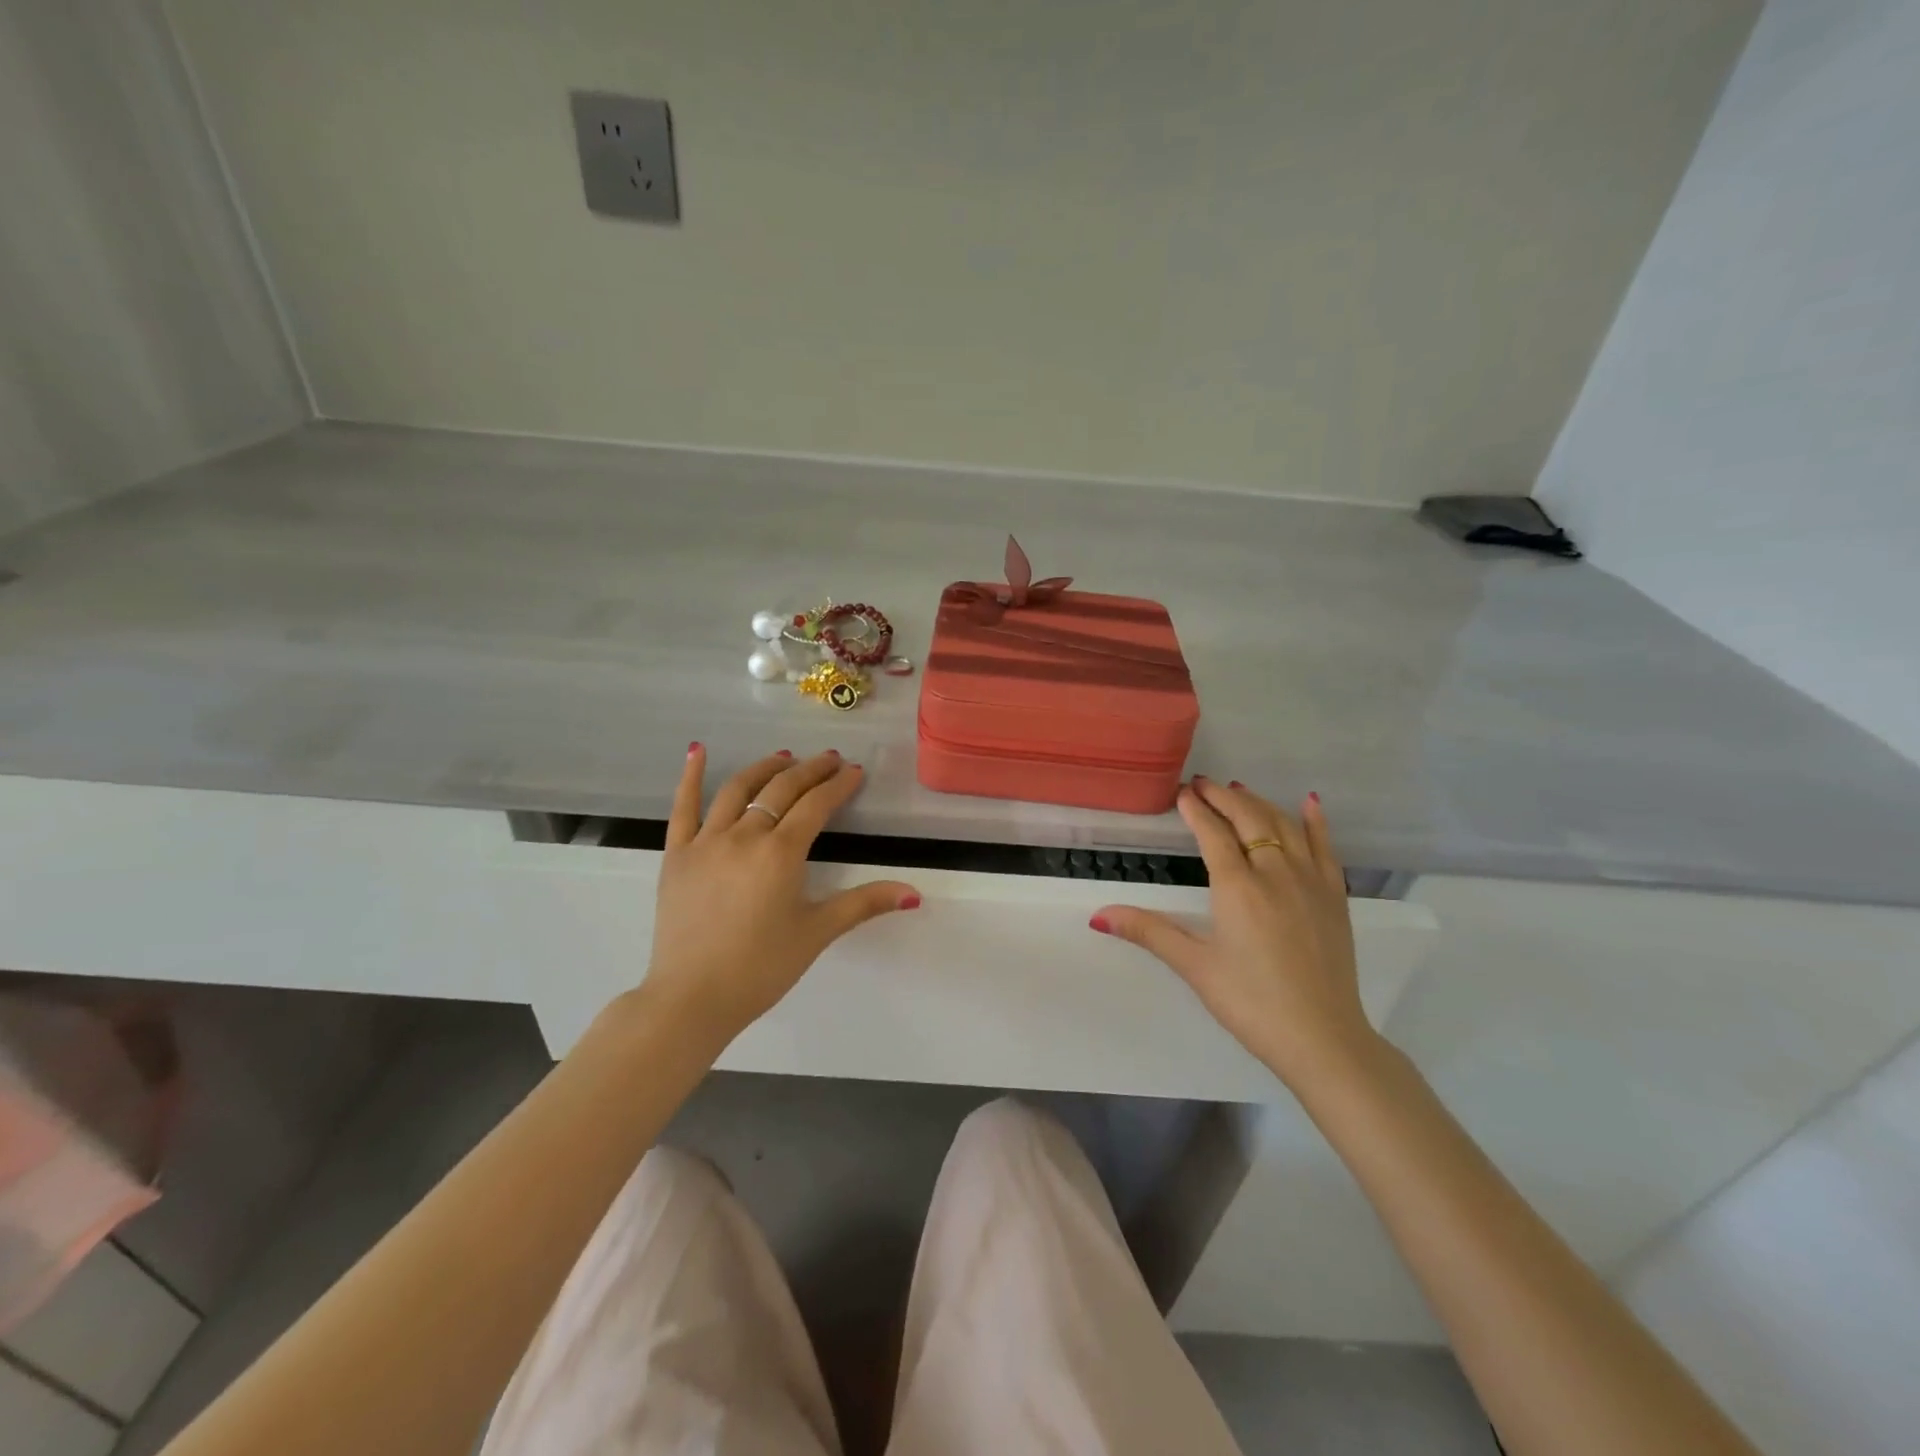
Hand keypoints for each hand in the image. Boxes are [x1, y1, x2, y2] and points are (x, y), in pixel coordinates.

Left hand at [641, 745, 919, 1044]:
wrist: (692, 998)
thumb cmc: (761, 968)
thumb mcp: (817, 932)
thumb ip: (864, 904)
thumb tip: (914, 893)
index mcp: (781, 853)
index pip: (816, 805)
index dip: (838, 785)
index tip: (853, 771)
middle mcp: (744, 836)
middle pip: (781, 789)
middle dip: (810, 770)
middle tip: (829, 758)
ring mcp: (706, 841)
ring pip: (738, 789)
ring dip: (765, 768)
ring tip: (784, 757)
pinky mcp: (676, 854)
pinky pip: (682, 807)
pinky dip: (690, 776)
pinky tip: (698, 751)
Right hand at [1094, 777, 1377, 1089]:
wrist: (1323, 1039)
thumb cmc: (1251, 1002)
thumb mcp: (1194, 966)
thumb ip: (1148, 932)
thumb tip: (1098, 915)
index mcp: (1238, 887)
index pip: (1213, 834)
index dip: (1196, 810)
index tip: (1182, 793)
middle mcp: (1275, 872)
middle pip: (1249, 819)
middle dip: (1224, 797)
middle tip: (1203, 784)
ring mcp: (1311, 881)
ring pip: (1284, 825)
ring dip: (1259, 803)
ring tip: (1239, 790)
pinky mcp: (1335, 897)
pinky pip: (1325, 847)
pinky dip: (1316, 822)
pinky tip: (1310, 802)